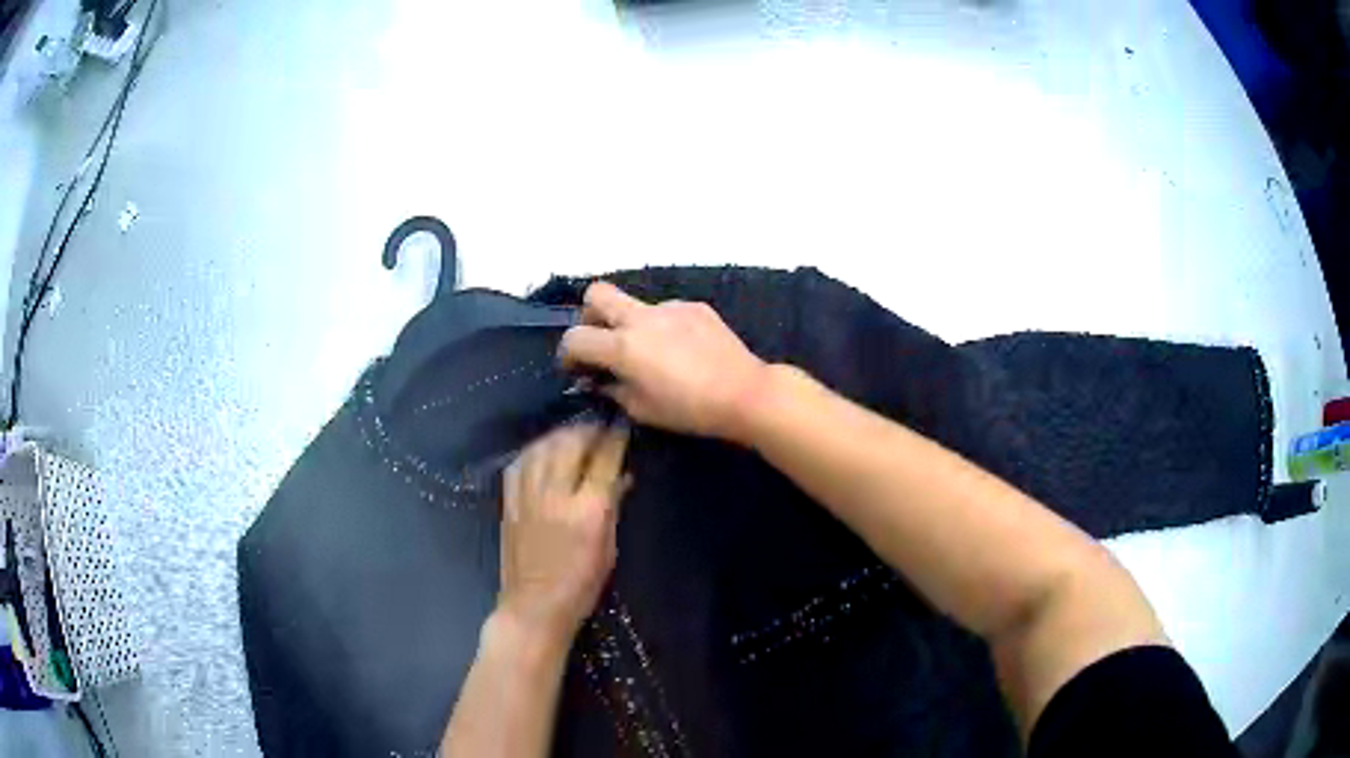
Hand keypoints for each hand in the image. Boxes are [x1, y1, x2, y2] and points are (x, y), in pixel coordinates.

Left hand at [498, 423, 630, 641]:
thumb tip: (622, 478)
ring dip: (559, 436)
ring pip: (541, 448)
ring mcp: (527, 498)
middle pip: (569, 445)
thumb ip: (613, 508)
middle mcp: (556, 496)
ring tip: (572, 436)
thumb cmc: (581, 585)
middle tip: (598, 430)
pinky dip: (533, 451)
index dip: (615, 439)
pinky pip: (519, 464)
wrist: (534, 606)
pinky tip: (541, 451)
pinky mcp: (508, 503)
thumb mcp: (608, 549)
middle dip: (586, 430)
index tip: (622, 427)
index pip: (604, 461)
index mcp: (588, 511)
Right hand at [559, 282, 768, 441]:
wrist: (744, 392)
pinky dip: (663, 327)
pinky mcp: (694, 306)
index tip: (576, 368)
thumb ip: (612, 389)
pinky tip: (682, 351)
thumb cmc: (690, 410)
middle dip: (589, 315)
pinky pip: (666, 312)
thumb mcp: (642, 409)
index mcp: (623, 346)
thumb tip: (599, 380)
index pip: (575, 337)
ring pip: (635, 305)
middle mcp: (641, 318)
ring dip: (632, 324)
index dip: (568, 353)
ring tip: (652, 354)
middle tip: (601, 340)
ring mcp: (670, 307)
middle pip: (596, 293)